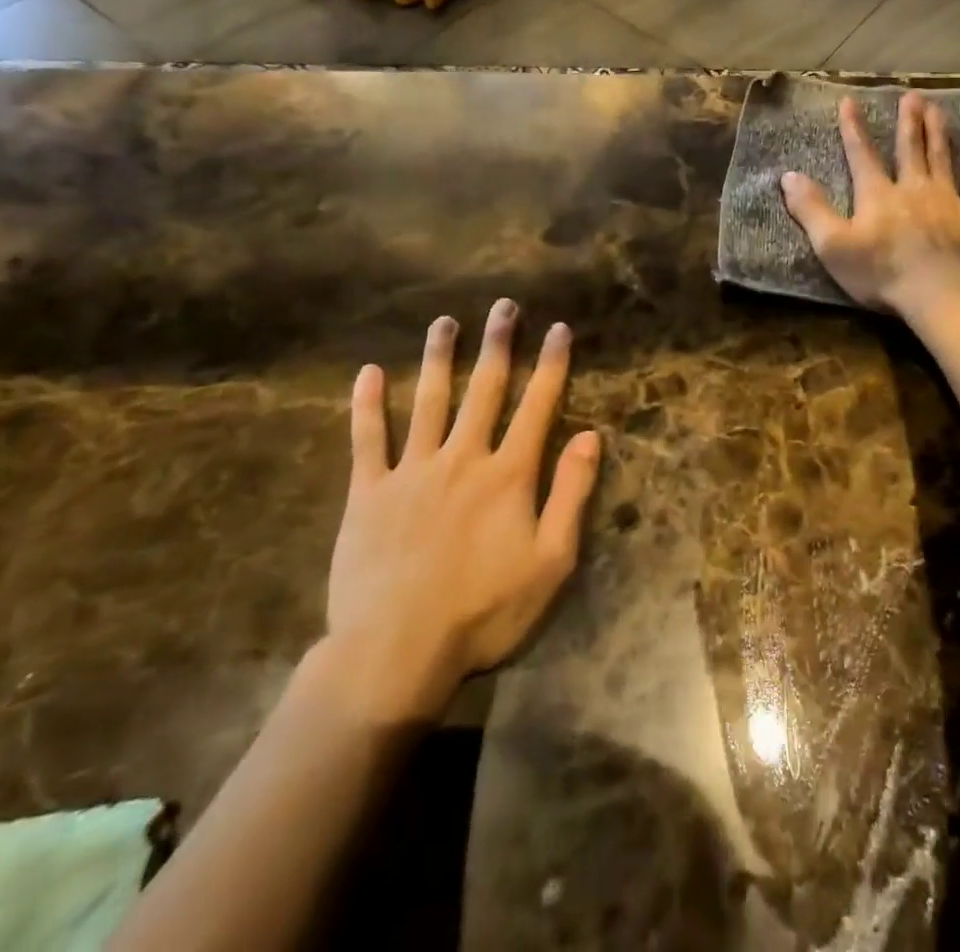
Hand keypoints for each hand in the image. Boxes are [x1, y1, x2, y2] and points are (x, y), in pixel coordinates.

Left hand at [319, 299, 600, 724]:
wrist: (395, 653)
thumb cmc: (484, 612)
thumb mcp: (551, 561)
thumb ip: (572, 494)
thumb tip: (593, 435)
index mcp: (508, 474)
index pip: (538, 406)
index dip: (551, 365)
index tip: (558, 328)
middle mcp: (463, 457)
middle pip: (485, 390)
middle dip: (498, 345)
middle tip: (503, 306)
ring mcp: (412, 471)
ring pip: (429, 401)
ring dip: (439, 358)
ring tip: (444, 322)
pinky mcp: (368, 492)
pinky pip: (367, 439)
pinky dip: (367, 404)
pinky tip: (368, 372)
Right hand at [780, 91, 959, 317]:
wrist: (941, 293)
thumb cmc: (882, 273)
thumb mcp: (833, 245)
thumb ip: (811, 210)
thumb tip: (788, 176)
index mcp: (877, 195)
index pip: (862, 154)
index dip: (854, 128)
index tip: (850, 101)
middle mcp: (912, 188)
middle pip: (909, 148)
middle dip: (908, 121)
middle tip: (911, 95)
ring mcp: (947, 200)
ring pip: (941, 157)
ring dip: (938, 131)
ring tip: (937, 108)